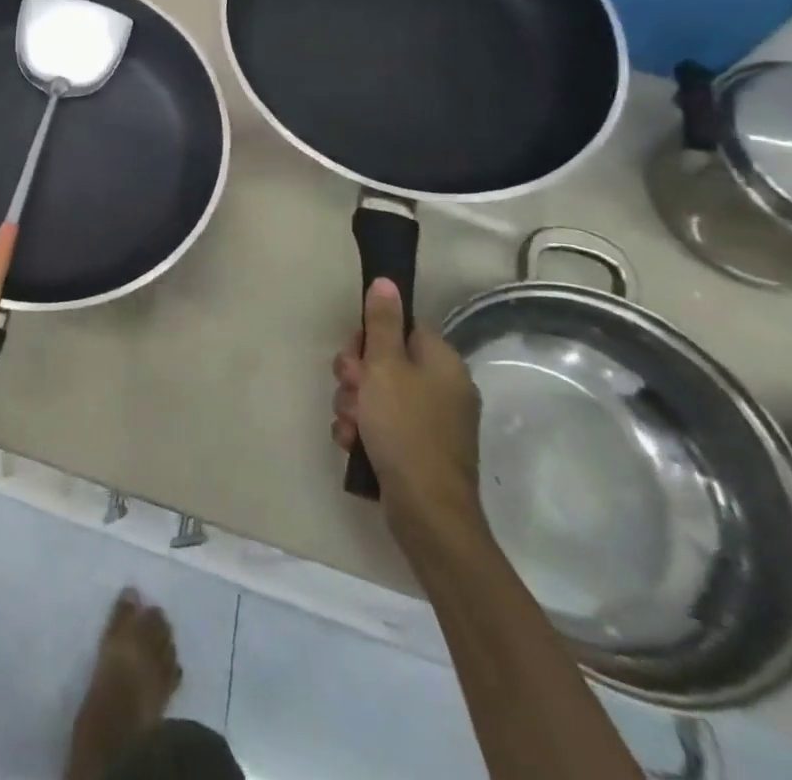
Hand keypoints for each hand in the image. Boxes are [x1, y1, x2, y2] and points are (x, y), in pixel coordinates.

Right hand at [330, 279, 484, 545]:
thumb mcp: (385, 367)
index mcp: (442, 363)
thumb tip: (386, 281)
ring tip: (349, 422)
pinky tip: (352, 441)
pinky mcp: (417, 449)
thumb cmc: (405, 428)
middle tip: (349, 387)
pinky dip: (362, 429)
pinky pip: (380, 424)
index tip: (356, 354)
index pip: (402, 327)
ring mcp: (431, 421)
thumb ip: (382, 323)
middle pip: (385, 360)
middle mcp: (442, 388)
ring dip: (353, 404)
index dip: (371, 336)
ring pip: (376, 394)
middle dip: (355, 374)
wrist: (427, 511)